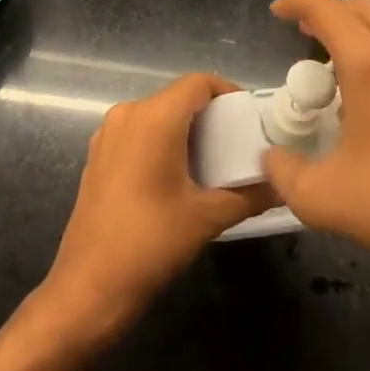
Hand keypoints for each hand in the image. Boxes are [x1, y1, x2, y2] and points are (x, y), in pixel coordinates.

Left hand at [41, 73, 272, 335]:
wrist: (88, 287)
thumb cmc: (150, 243)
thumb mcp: (206, 218)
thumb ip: (248, 196)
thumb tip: (280, 187)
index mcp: (154, 118)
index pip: (198, 83)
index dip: (228, 93)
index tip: (250, 119)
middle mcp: (128, 114)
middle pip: (178, 97)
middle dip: (210, 116)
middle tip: (239, 144)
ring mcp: (108, 134)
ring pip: (157, 115)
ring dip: (186, 130)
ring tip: (215, 162)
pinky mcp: (98, 155)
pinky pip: (138, 133)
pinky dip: (163, 142)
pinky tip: (179, 177)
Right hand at [260, 0, 369, 294]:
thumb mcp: (319, 196)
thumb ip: (283, 172)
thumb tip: (271, 158)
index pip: (327, 10)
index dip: (297, 3)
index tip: (278, 12)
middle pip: (362, 7)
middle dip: (329, 12)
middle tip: (306, 35)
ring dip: (359, 34)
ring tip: (337, 69)